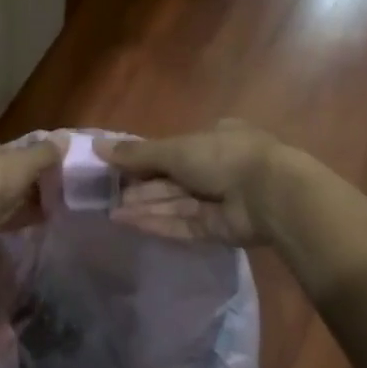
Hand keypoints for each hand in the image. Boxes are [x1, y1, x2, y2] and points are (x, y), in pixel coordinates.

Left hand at [0, 128, 62, 237]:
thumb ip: (44, 151)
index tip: (36, 163)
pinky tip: (36, 220)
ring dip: (16, 201)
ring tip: (47, 205)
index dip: (14, 152)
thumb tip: (64, 139)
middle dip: (17, 180)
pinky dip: (12, 218)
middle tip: (45, 185)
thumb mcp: (23, 160)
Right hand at [98, 120, 291, 246]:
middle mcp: (217, 168)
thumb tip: (97, 146)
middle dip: (141, 186)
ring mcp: (219, 200)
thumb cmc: (223, 157)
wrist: (270, 195)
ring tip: (110, 211)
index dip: (145, 159)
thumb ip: (136, 154)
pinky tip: (128, 222)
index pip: (173, 149)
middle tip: (107, 194)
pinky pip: (182, 224)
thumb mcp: (174, 149)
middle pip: (171, 179)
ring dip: (144, 206)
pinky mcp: (218, 229)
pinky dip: (156, 222)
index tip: (117, 167)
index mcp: (214, 138)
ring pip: (174, 203)